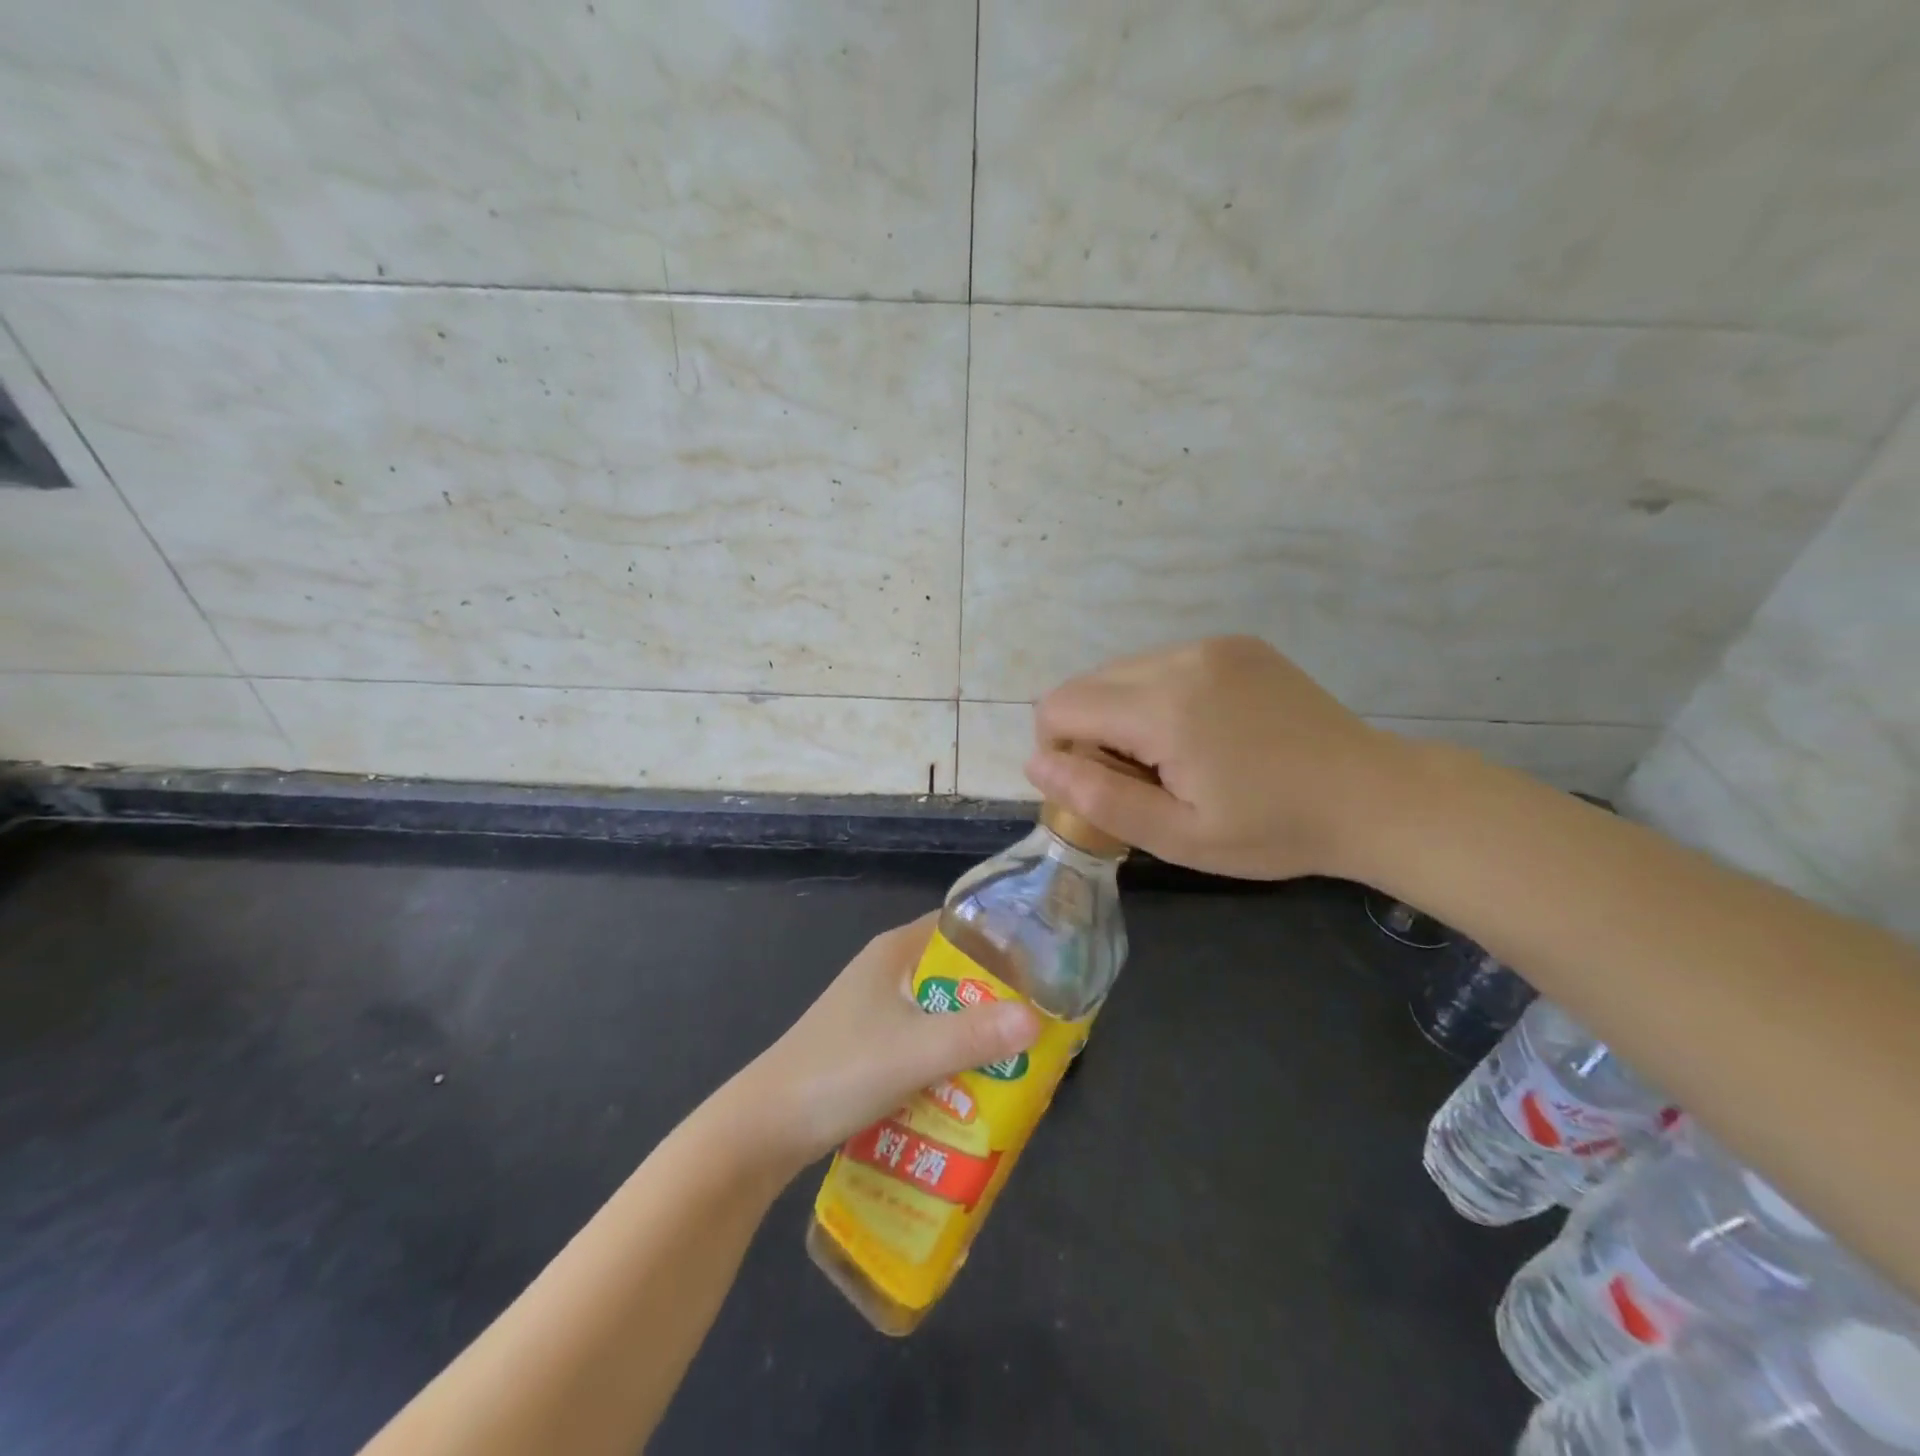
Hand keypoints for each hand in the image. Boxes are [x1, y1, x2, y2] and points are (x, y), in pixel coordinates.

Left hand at [734, 914, 1039, 1172]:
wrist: (766, 1128)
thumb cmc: (839, 1071)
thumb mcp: (914, 1051)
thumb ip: (976, 1035)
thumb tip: (1039, 1020)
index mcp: (894, 952)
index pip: (959, 926)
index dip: (1001, 940)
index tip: (1044, 964)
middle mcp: (886, 972)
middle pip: (954, 972)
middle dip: (995, 996)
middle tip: (1040, 1020)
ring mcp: (875, 1010)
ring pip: (940, 1011)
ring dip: (973, 1032)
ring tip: (1019, 1057)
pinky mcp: (869, 1046)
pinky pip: (923, 1041)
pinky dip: (949, 1057)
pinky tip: (974, 1085)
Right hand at [1025, 635, 1408, 880]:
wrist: (1371, 796)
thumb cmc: (1272, 830)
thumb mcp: (1178, 836)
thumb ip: (1098, 798)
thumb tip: (1036, 764)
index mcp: (1164, 707)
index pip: (1060, 706)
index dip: (1057, 749)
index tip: (1097, 786)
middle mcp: (1180, 659)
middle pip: (1087, 684)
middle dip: (1089, 732)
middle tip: (1142, 780)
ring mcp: (1211, 645)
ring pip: (1122, 672)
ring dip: (1122, 713)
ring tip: (1174, 758)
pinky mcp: (1235, 644)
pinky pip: (1163, 664)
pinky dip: (1157, 696)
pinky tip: (1202, 732)